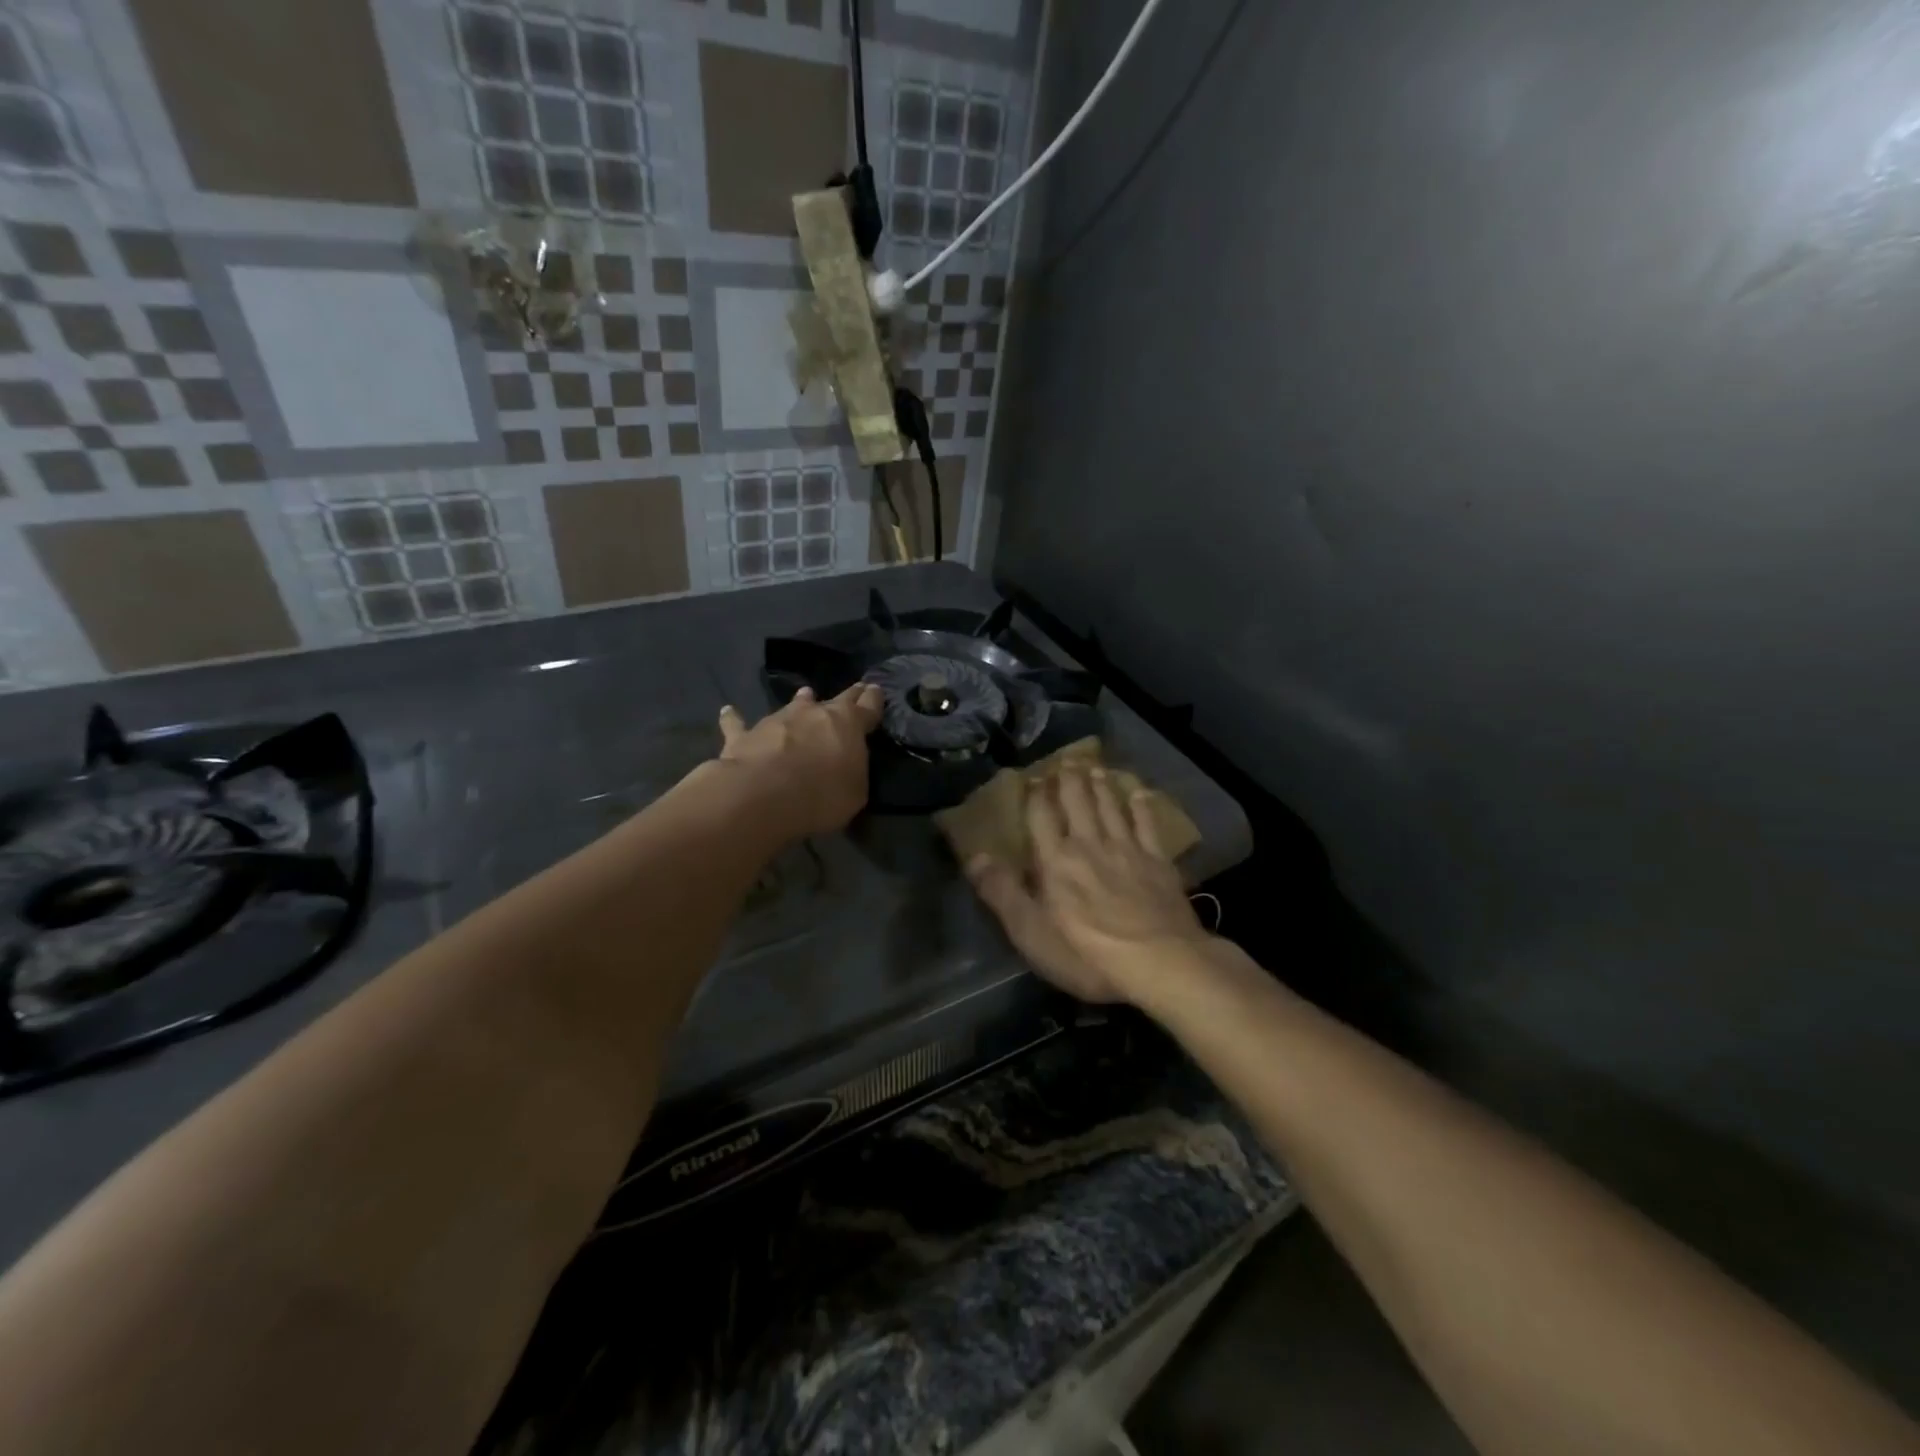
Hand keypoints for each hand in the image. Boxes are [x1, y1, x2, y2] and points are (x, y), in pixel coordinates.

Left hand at [717, 683, 883, 839]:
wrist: (763, 795)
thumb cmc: (821, 795)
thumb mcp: (855, 792)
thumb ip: (853, 771)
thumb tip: (846, 760)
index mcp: (847, 724)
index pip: (867, 706)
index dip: (873, 699)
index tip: (876, 689)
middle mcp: (813, 713)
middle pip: (835, 700)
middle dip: (848, 696)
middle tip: (855, 689)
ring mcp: (777, 720)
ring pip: (793, 705)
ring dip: (800, 702)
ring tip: (804, 694)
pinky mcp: (744, 735)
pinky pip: (739, 724)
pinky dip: (735, 718)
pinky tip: (728, 711)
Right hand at [965, 762, 1211, 1003]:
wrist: (1159, 961)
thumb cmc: (1087, 954)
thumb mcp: (1031, 932)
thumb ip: (1003, 893)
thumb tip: (977, 857)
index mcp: (1056, 860)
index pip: (1041, 817)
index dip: (1036, 795)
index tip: (1033, 777)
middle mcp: (1089, 844)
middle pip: (1078, 803)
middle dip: (1070, 780)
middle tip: (1067, 759)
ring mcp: (1127, 849)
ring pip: (1110, 807)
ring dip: (1101, 785)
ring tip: (1094, 767)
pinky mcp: (1158, 861)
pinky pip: (1147, 824)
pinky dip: (1142, 806)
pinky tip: (1140, 793)